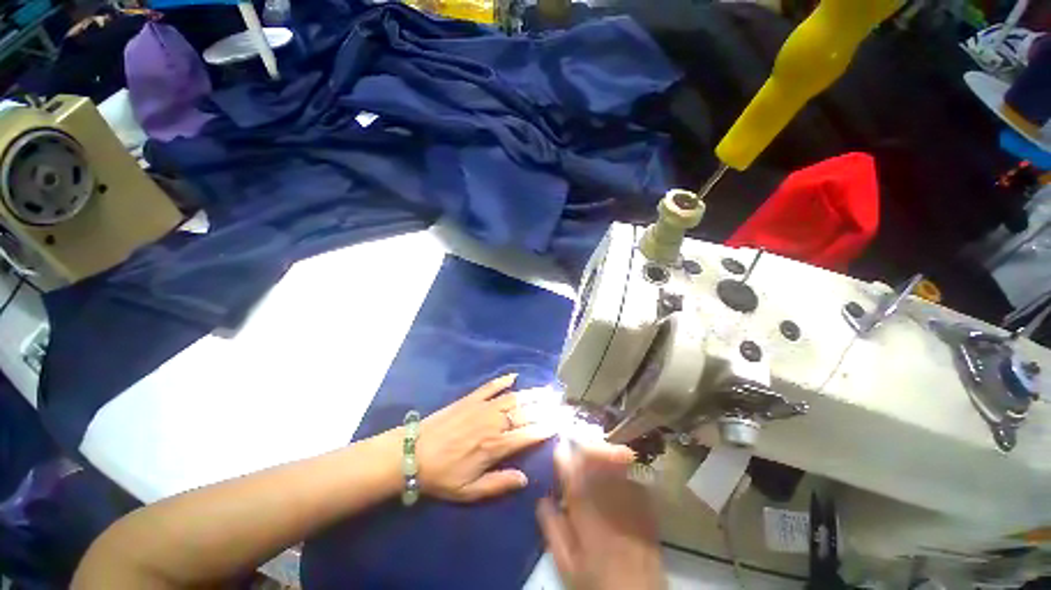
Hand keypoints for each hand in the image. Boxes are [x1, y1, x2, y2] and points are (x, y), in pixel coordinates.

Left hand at [415, 374, 556, 501]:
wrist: (413, 452)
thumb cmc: (442, 475)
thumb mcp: (469, 491)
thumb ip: (498, 484)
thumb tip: (525, 479)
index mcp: (495, 446)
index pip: (528, 435)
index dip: (546, 428)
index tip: (560, 423)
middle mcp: (493, 423)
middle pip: (525, 413)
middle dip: (545, 408)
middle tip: (560, 403)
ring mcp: (482, 407)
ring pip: (513, 398)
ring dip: (531, 394)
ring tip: (546, 390)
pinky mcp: (470, 399)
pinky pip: (490, 387)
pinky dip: (503, 380)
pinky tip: (514, 376)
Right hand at [536, 440, 664, 589]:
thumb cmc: (597, 581)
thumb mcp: (567, 565)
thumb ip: (553, 531)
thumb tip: (543, 499)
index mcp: (588, 518)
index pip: (573, 479)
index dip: (564, 460)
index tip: (558, 446)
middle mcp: (610, 505)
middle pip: (598, 465)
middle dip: (586, 448)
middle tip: (577, 440)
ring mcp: (631, 504)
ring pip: (615, 466)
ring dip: (603, 452)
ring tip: (593, 445)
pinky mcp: (646, 507)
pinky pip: (633, 477)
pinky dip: (622, 465)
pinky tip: (617, 461)